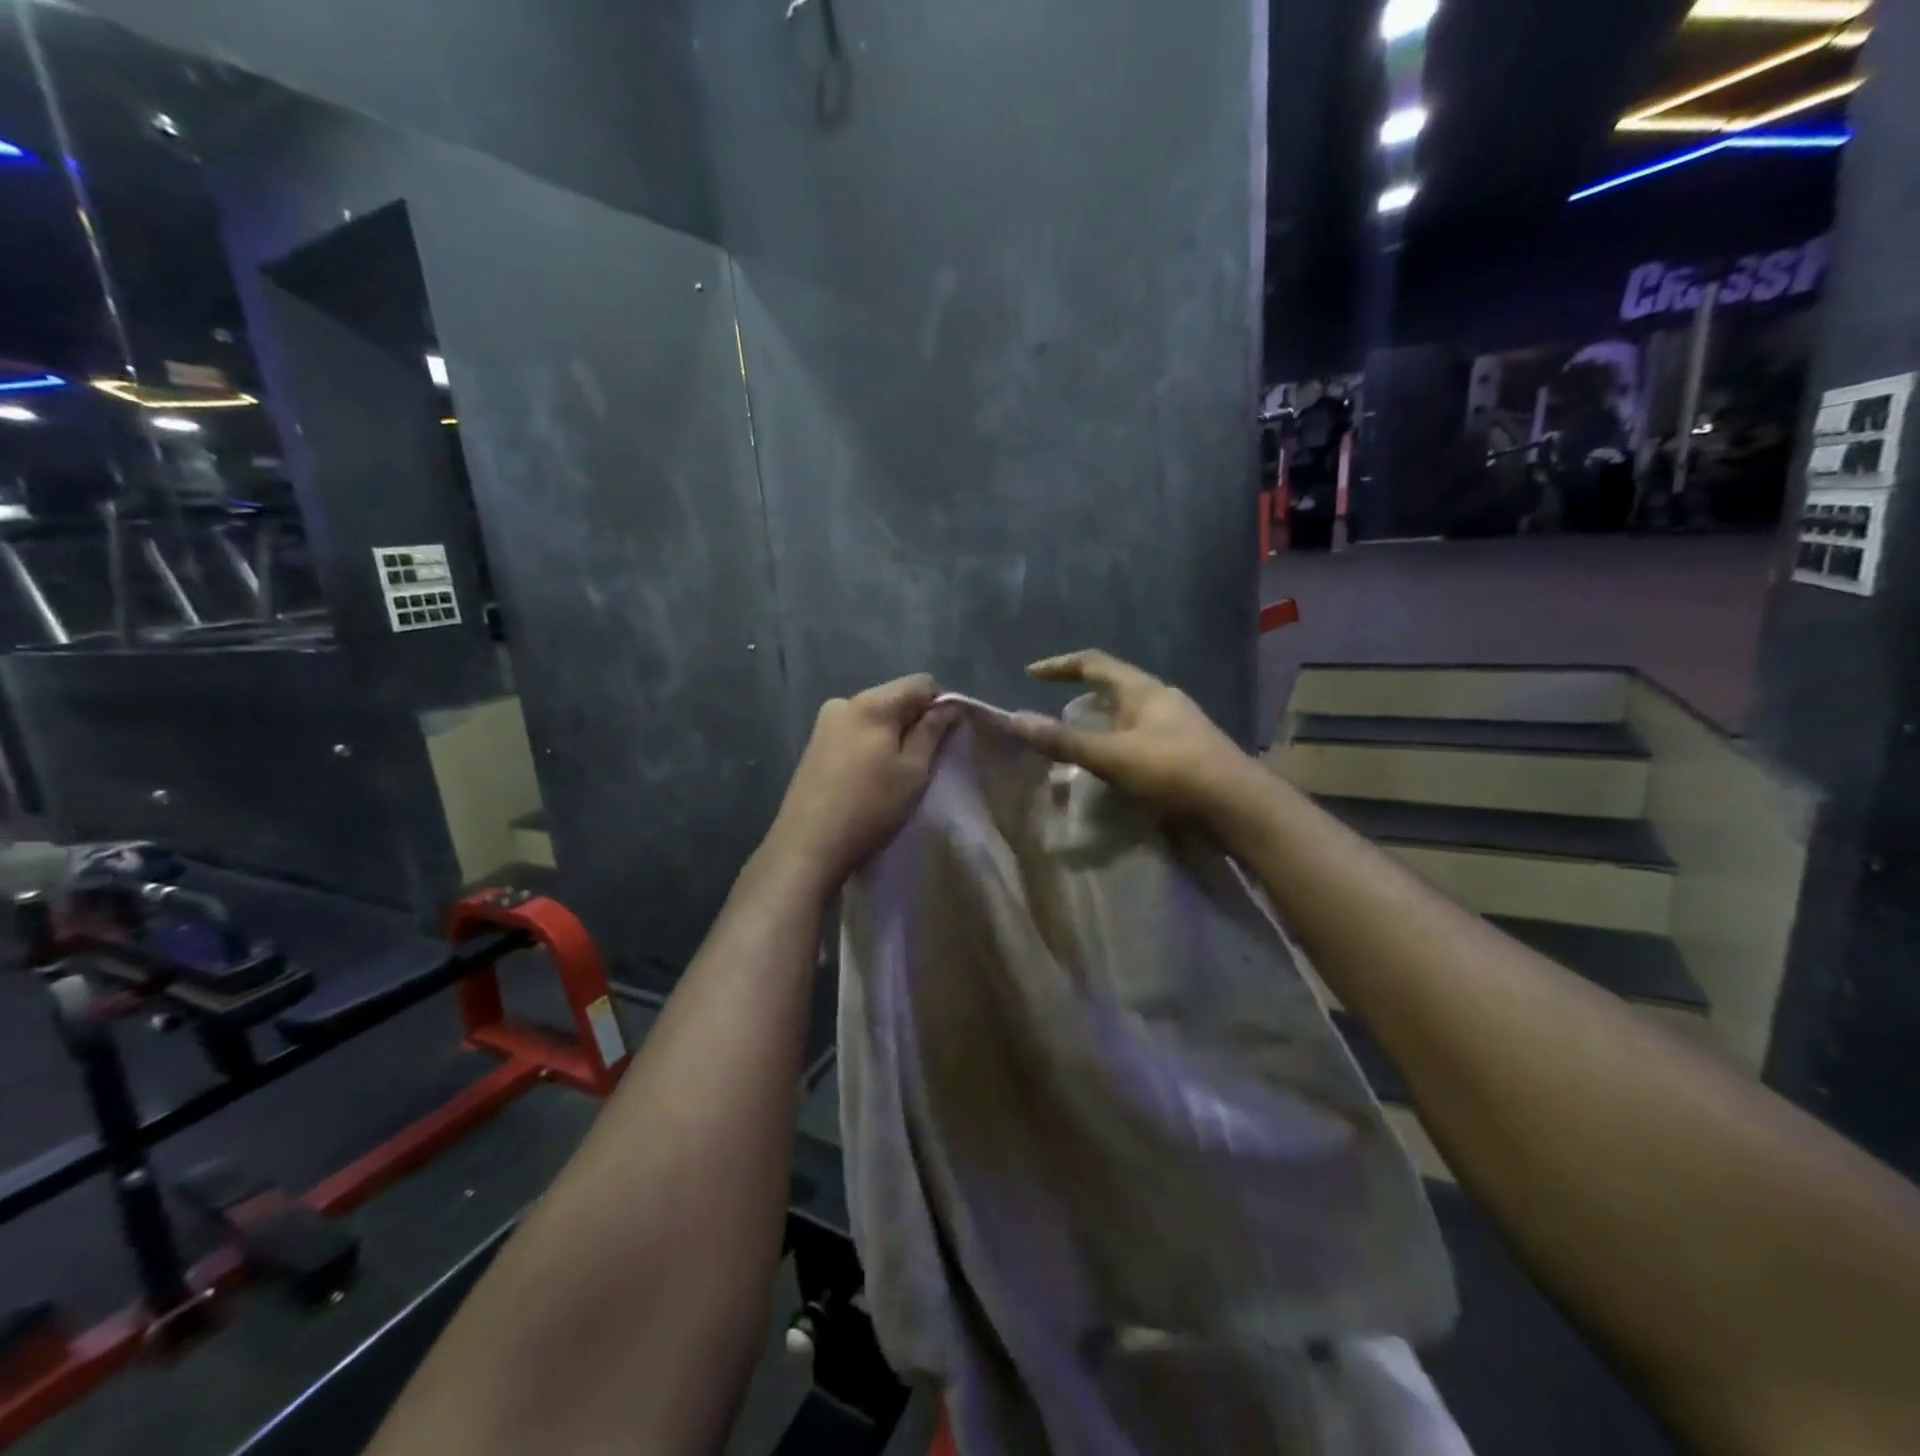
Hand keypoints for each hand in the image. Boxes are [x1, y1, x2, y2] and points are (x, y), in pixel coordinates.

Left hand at [764, 674, 957, 889]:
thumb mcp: (913, 770)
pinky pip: (854, 731)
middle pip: (895, 696)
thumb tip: (949, 704)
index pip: (921, 682)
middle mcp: (844, 701)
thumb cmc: (870, 807)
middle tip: (924, 760)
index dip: (941, 704)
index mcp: (872, 703)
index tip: (946, 738)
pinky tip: (869, 775)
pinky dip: (870, 744)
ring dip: (892, 734)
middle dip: (914, 719)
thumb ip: (932, 731)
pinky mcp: (814, 743)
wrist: (808, 845)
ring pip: (874, 715)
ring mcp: (824, 722)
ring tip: (895, 772)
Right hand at [1008, 650, 1257, 819]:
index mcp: (1143, 690)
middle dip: (1081, 697)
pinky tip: (1114, 767)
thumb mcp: (1112, 756)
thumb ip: (1064, 741)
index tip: (1031, 674)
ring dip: (1101, 723)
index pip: (1094, 663)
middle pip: (1113, 687)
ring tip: (1080, 745)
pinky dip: (1119, 743)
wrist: (1237, 804)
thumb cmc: (1173, 770)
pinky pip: (1143, 736)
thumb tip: (1016, 720)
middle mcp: (1162, 698)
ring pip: (1129, 714)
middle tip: (1055, 718)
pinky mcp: (1188, 749)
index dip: (1059, 665)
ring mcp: (1179, 723)